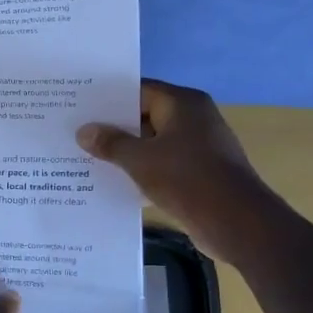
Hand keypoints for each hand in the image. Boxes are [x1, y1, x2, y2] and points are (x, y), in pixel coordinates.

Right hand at [77, 80, 285, 265]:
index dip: (108, 98)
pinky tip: (114, 180)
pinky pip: (162, 163)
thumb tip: (84, 131)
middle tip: (76, 132)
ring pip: (152, 141)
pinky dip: (141, 169)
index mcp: (182, 103)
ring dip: (125, 151)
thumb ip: (110, 143)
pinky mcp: (199, 171)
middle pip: (144, 115)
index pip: (138, 90)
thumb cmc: (187, 179)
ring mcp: (198, 145)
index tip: (79, 107)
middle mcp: (193, 118)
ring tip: (87, 156)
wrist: (236, 223)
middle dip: (113, 126)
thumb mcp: (140, 160)